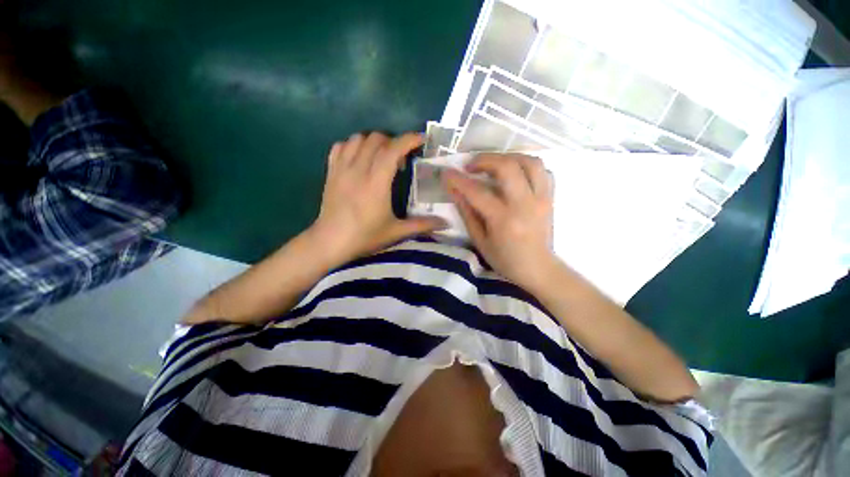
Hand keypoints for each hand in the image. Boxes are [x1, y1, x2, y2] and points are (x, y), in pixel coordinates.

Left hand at [310, 132, 444, 260]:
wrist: (330, 242)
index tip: (421, 140)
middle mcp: (358, 170)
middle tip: (401, 160)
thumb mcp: (396, 232)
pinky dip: (353, 145)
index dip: (408, 140)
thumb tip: (446, 223)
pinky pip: (340, 146)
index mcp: (376, 183)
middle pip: (376, 139)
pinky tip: (360, 158)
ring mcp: (341, 169)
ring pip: (358, 138)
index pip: (393, 149)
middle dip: (393, 142)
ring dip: (373, 142)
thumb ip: (422, 225)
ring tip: (381, 158)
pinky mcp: (331, 172)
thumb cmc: (364, 237)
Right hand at [444, 154, 556, 289]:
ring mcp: (541, 198)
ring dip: (508, 157)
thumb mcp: (480, 241)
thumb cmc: (505, 260)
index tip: (447, 173)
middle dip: (485, 159)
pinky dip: (526, 166)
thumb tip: (455, 192)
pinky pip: (542, 171)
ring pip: (529, 162)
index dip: (458, 180)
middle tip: (471, 166)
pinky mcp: (550, 198)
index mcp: (503, 219)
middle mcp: (524, 204)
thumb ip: (467, 214)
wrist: (538, 268)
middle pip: (507, 166)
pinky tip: (514, 174)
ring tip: (494, 165)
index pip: (477, 192)